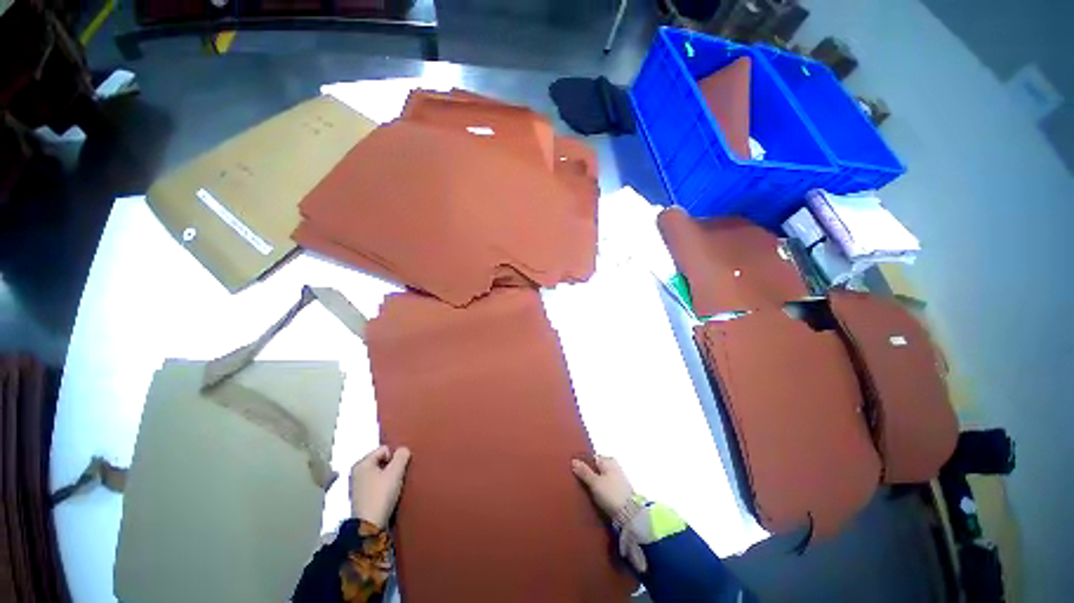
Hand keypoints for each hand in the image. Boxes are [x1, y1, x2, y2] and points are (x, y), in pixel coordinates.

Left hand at [350, 445, 410, 527]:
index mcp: (362, 463)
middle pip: (381, 461)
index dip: (395, 457)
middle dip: (391, 467)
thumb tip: (403, 449)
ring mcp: (357, 486)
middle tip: (397, 478)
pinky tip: (387, 495)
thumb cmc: (381, 495)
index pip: (385, 449)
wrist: (368, 526)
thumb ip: (402, 456)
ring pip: (379, 473)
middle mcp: (356, 472)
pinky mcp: (360, 498)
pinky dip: (382, 487)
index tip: (398, 470)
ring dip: (388, 478)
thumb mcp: (395, 472)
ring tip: (393, 488)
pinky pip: (375, 484)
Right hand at [571, 455, 633, 516]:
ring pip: (601, 478)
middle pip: (597, 468)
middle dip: (588, 473)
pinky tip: (594, 496)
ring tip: (584, 490)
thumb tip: (573, 460)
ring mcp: (618, 478)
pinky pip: (606, 486)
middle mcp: (614, 466)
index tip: (574, 472)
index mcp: (608, 460)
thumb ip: (584, 471)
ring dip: (594, 482)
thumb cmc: (610, 494)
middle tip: (577, 481)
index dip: (583, 464)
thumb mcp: (594, 482)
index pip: (592, 458)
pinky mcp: (620, 490)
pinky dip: (600, 489)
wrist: (630, 514)